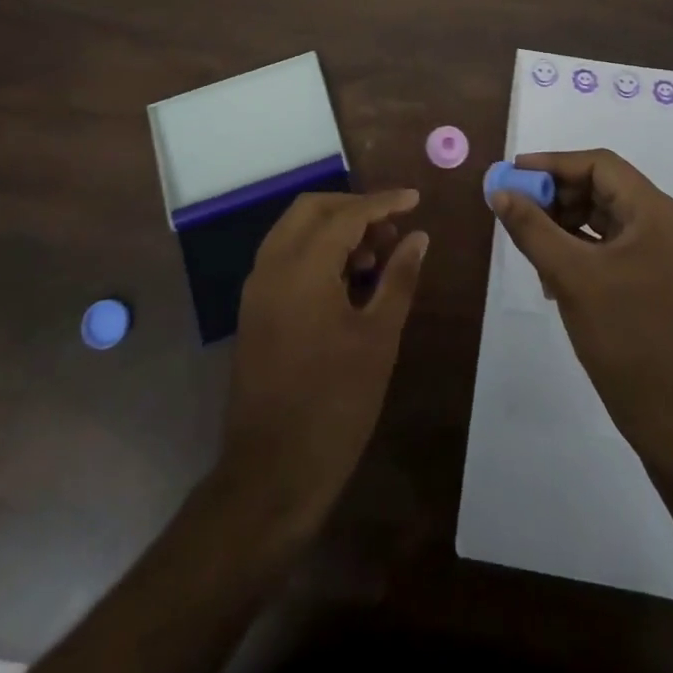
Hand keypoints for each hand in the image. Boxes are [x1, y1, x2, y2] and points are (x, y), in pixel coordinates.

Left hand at [220, 189, 428, 533]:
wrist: (271, 474)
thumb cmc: (334, 405)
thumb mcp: (378, 338)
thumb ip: (398, 278)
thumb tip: (419, 238)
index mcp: (302, 267)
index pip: (346, 214)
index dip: (384, 202)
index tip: (415, 199)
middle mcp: (271, 266)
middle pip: (312, 209)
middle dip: (354, 208)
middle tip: (392, 227)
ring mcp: (257, 288)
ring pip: (295, 230)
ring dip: (334, 229)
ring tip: (376, 256)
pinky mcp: (254, 310)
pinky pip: (285, 257)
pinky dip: (316, 252)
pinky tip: (347, 279)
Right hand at [491, 150, 672, 452]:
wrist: (668, 412)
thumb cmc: (622, 335)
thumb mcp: (568, 275)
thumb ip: (531, 227)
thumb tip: (499, 192)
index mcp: (655, 212)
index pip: (599, 164)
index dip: (553, 163)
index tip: (514, 173)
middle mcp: (664, 222)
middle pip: (602, 187)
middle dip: (556, 195)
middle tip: (517, 208)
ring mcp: (662, 250)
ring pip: (604, 216)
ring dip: (564, 222)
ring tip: (531, 242)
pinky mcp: (655, 275)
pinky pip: (611, 243)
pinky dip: (580, 246)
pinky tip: (551, 270)